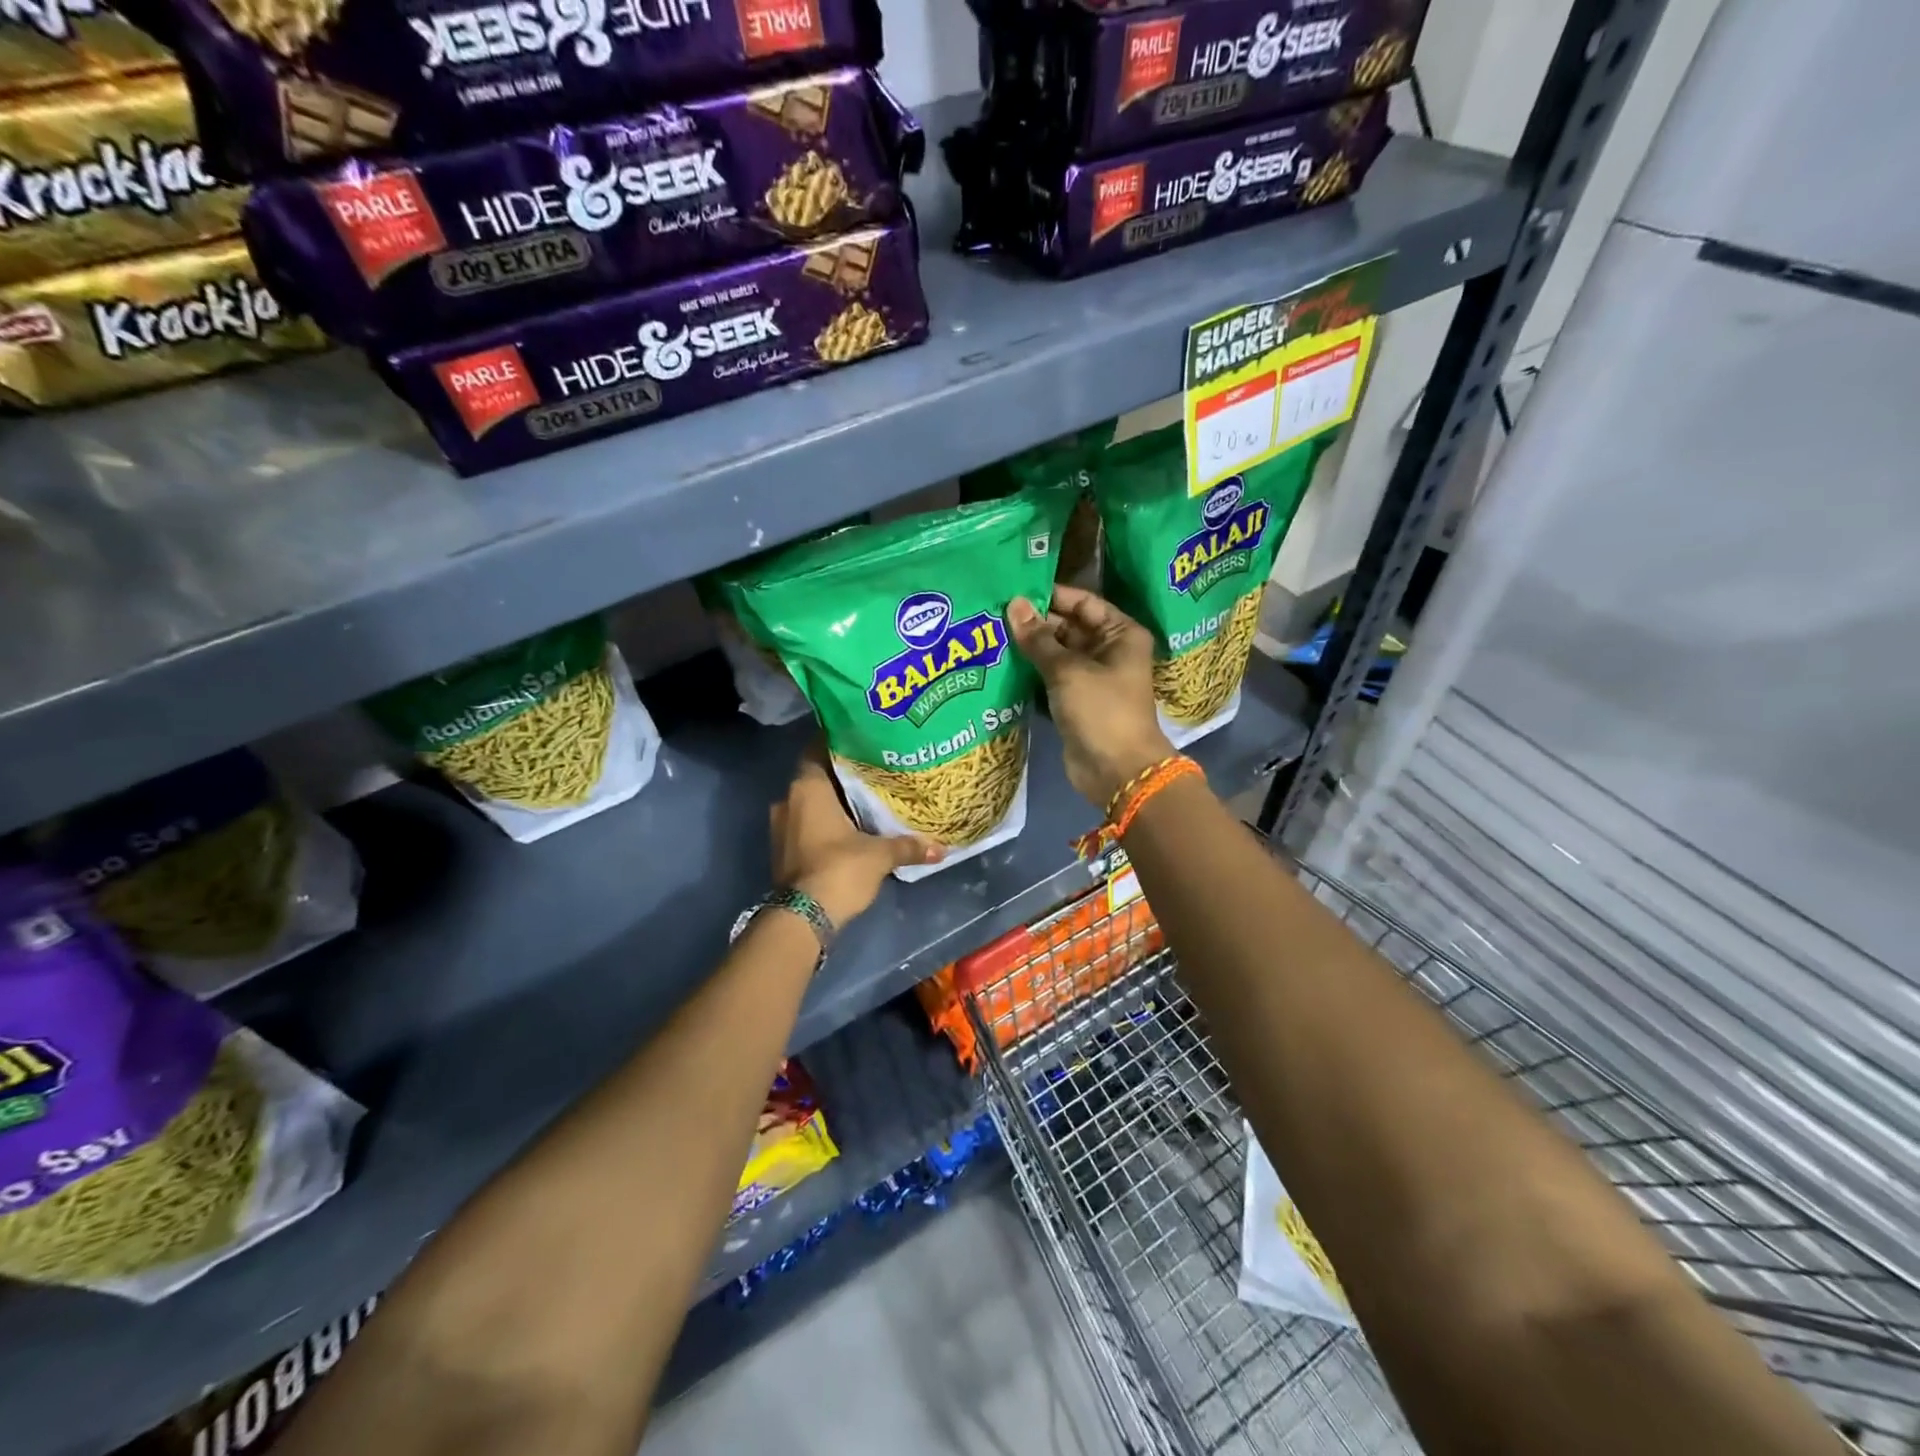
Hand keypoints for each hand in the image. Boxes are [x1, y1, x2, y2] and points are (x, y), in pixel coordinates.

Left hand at [770, 744, 941, 924]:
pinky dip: (824, 824)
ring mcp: (781, 827)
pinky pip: (805, 825)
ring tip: (865, 800)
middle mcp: (788, 800)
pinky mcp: (782, 851)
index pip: (818, 749)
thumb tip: (941, 848)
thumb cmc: (839, 869)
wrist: (803, 918)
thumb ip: (908, 846)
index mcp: (807, 788)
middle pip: (816, 777)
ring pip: (810, 804)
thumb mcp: (880, 855)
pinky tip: (850, 829)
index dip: (839, 742)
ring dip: (832, 803)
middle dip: (842, 776)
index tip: (863, 740)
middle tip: (873, 771)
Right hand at [1007, 586, 1174, 809]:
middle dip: (1034, 623)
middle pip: (1067, 627)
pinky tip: (999, 665)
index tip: (1014, 590)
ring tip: (990, 634)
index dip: (1051, 595)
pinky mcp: (1074, 702)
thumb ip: (1038, 638)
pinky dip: (1029, 674)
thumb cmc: (1101, 711)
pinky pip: (1049, 679)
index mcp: (1120, 634)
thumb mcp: (1068, 670)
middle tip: (993, 614)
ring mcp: (1090, 678)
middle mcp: (1107, 651)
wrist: (1117, 771)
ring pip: (1055, 655)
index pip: (1083, 602)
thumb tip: (1014, 604)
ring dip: (1028, 649)